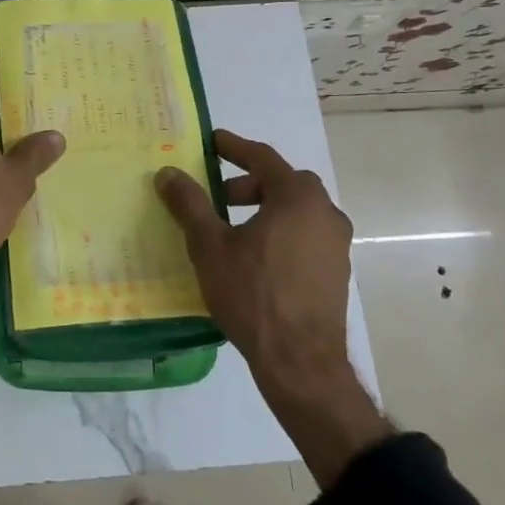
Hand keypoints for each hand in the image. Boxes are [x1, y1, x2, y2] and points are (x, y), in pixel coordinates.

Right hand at [157, 129, 388, 486]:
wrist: (300, 362)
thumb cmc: (252, 293)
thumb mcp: (210, 245)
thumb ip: (190, 204)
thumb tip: (168, 172)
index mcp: (298, 197)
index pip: (263, 157)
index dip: (233, 147)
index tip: (211, 141)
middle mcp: (325, 213)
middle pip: (283, 183)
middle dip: (248, 183)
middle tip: (218, 195)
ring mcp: (335, 244)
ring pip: (296, 211)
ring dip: (265, 208)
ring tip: (232, 229)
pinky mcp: (336, 271)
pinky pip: (304, 235)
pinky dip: (280, 232)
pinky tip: (255, 257)